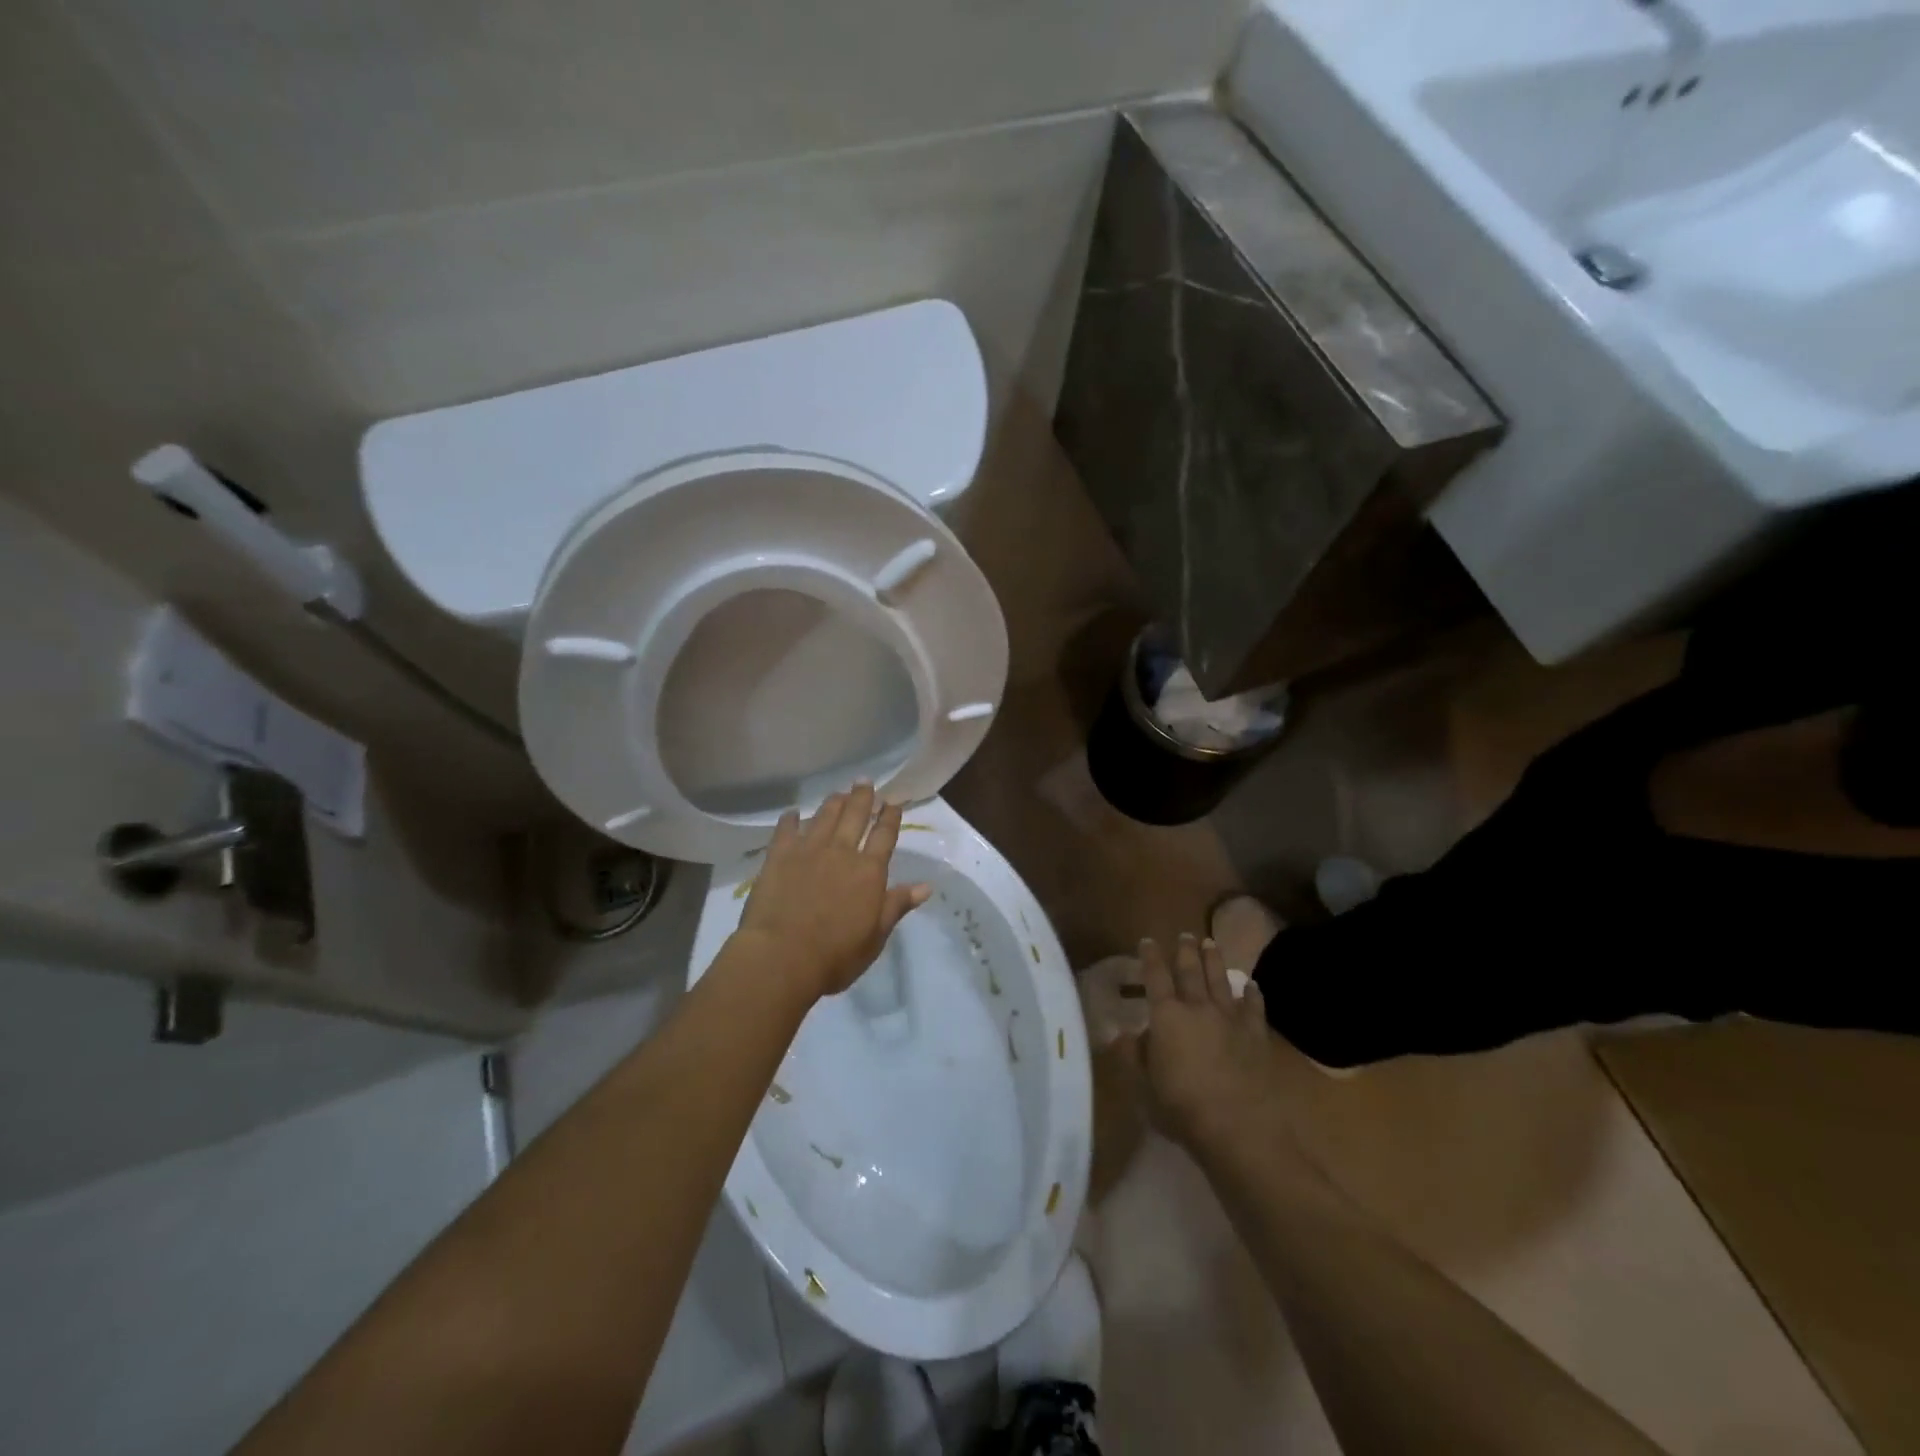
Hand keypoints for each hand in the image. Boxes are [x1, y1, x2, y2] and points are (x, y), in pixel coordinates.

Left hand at [735, 783, 930, 1000]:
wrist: (781, 956)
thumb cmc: (835, 955)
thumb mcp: (875, 936)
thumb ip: (896, 905)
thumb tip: (926, 886)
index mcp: (869, 871)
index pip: (884, 835)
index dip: (890, 817)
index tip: (893, 802)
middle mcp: (841, 852)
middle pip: (855, 816)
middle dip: (863, 797)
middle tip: (865, 781)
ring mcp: (808, 850)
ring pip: (824, 816)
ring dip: (834, 802)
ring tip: (839, 793)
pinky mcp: (779, 856)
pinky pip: (786, 829)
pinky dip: (791, 819)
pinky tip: (793, 813)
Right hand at [1121, 935, 1292, 1158]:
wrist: (1240, 1128)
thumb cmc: (1182, 1108)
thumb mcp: (1144, 1087)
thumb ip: (1134, 1057)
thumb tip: (1124, 1035)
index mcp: (1166, 1016)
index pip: (1155, 977)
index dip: (1150, 957)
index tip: (1147, 941)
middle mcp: (1198, 1008)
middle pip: (1191, 971)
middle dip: (1186, 951)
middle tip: (1185, 934)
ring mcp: (1230, 1019)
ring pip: (1221, 981)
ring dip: (1215, 960)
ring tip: (1211, 943)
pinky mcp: (1257, 1036)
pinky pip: (1254, 1007)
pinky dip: (1252, 994)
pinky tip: (1251, 986)